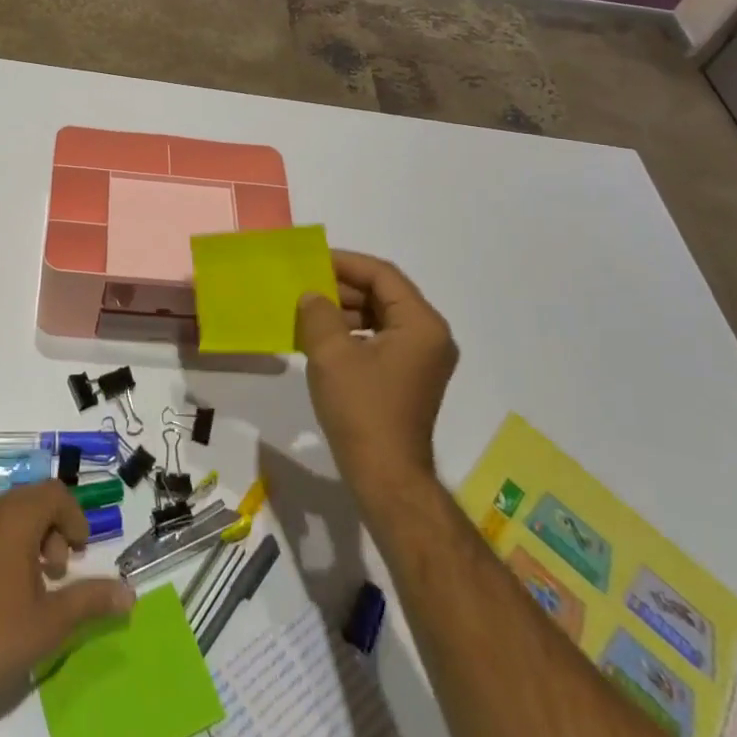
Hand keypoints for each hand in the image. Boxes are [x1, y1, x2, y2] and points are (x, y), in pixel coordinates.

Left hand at [0, 481, 134, 716]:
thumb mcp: (51, 623)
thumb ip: (91, 600)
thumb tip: (129, 594)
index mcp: (12, 519)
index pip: (53, 493)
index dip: (74, 516)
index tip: (81, 551)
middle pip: (26, 501)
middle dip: (49, 528)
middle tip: (56, 571)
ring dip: (22, 539)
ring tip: (28, 587)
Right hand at [296, 250, 458, 507]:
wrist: (385, 476)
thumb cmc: (361, 409)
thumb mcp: (331, 354)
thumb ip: (318, 313)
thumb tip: (312, 296)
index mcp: (421, 324)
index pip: (383, 275)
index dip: (346, 263)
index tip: (312, 261)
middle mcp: (430, 336)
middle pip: (385, 294)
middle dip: (344, 287)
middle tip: (306, 285)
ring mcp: (423, 359)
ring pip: (382, 316)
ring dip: (346, 310)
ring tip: (309, 310)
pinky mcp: (410, 377)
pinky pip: (381, 339)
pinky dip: (354, 332)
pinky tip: (323, 338)